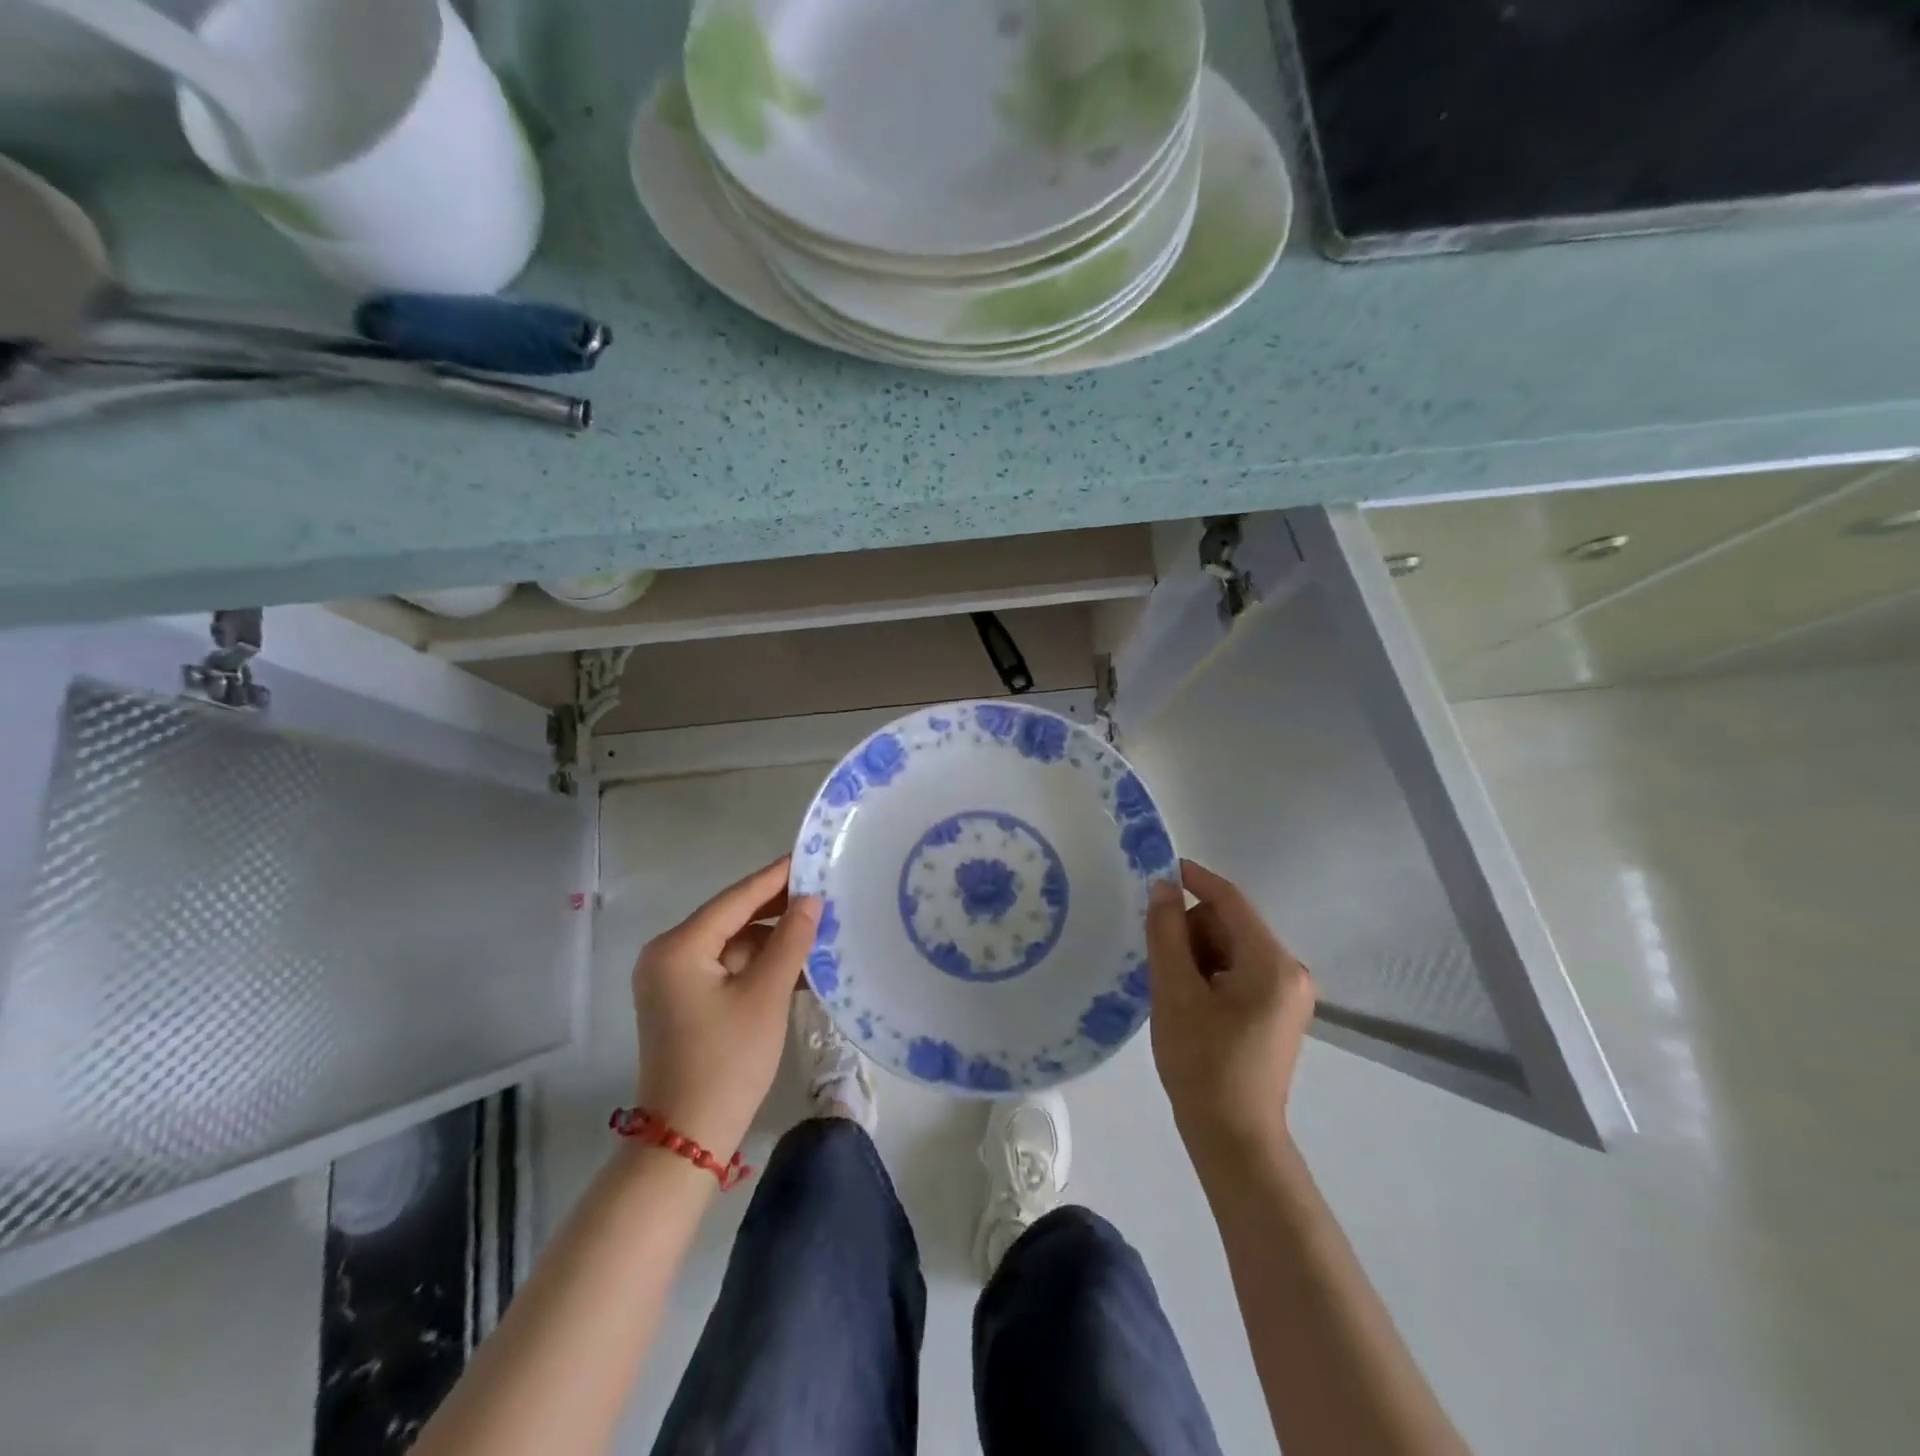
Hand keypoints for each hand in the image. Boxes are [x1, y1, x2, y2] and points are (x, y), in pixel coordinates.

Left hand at [631, 856, 820, 1158]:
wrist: (687, 1140)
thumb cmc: (727, 1062)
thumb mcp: (766, 996)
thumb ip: (790, 940)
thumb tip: (811, 899)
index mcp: (678, 947)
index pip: (736, 898)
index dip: (777, 877)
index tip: (811, 857)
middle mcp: (668, 954)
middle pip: (732, 919)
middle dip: (778, 910)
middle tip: (825, 894)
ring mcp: (672, 980)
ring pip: (733, 945)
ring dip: (773, 941)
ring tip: (820, 930)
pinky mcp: (683, 1001)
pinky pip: (727, 968)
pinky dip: (759, 966)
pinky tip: (799, 965)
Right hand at [1146, 859, 1314, 1173]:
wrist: (1234, 1139)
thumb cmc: (1203, 1064)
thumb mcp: (1175, 992)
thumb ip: (1166, 933)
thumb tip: (1162, 886)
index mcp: (1272, 963)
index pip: (1230, 900)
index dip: (1193, 879)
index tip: (1157, 869)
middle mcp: (1290, 971)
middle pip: (1230, 924)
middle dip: (1191, 932)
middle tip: (1162, 966)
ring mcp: (1288, 994)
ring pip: (1231, 947)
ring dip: (1198, 956)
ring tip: (1175, 992)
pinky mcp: (1278, 1012)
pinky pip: (1239, 971)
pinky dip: (1210, 974)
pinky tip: (1190, 1003)